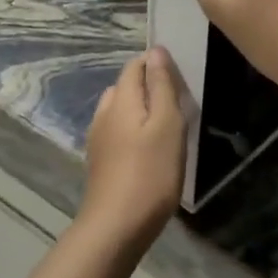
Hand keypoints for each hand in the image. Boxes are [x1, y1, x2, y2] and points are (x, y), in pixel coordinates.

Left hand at [80, 48, 186, 250]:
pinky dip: (132, 130)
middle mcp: (104, 113)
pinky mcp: (99, 161)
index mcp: (121, 100)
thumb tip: (156, 51)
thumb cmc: (150, 173)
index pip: (134, 66)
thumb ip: (162, 86)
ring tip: (165, 125)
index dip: (155, 63)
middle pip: (125, 86)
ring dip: (140, 109)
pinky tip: (146, 149)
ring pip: (119, 110)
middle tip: (177, 102)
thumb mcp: (167, 125)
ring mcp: (98, 138)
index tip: (179, 76)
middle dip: (148, 86)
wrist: (116, 226)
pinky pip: (117, 132)